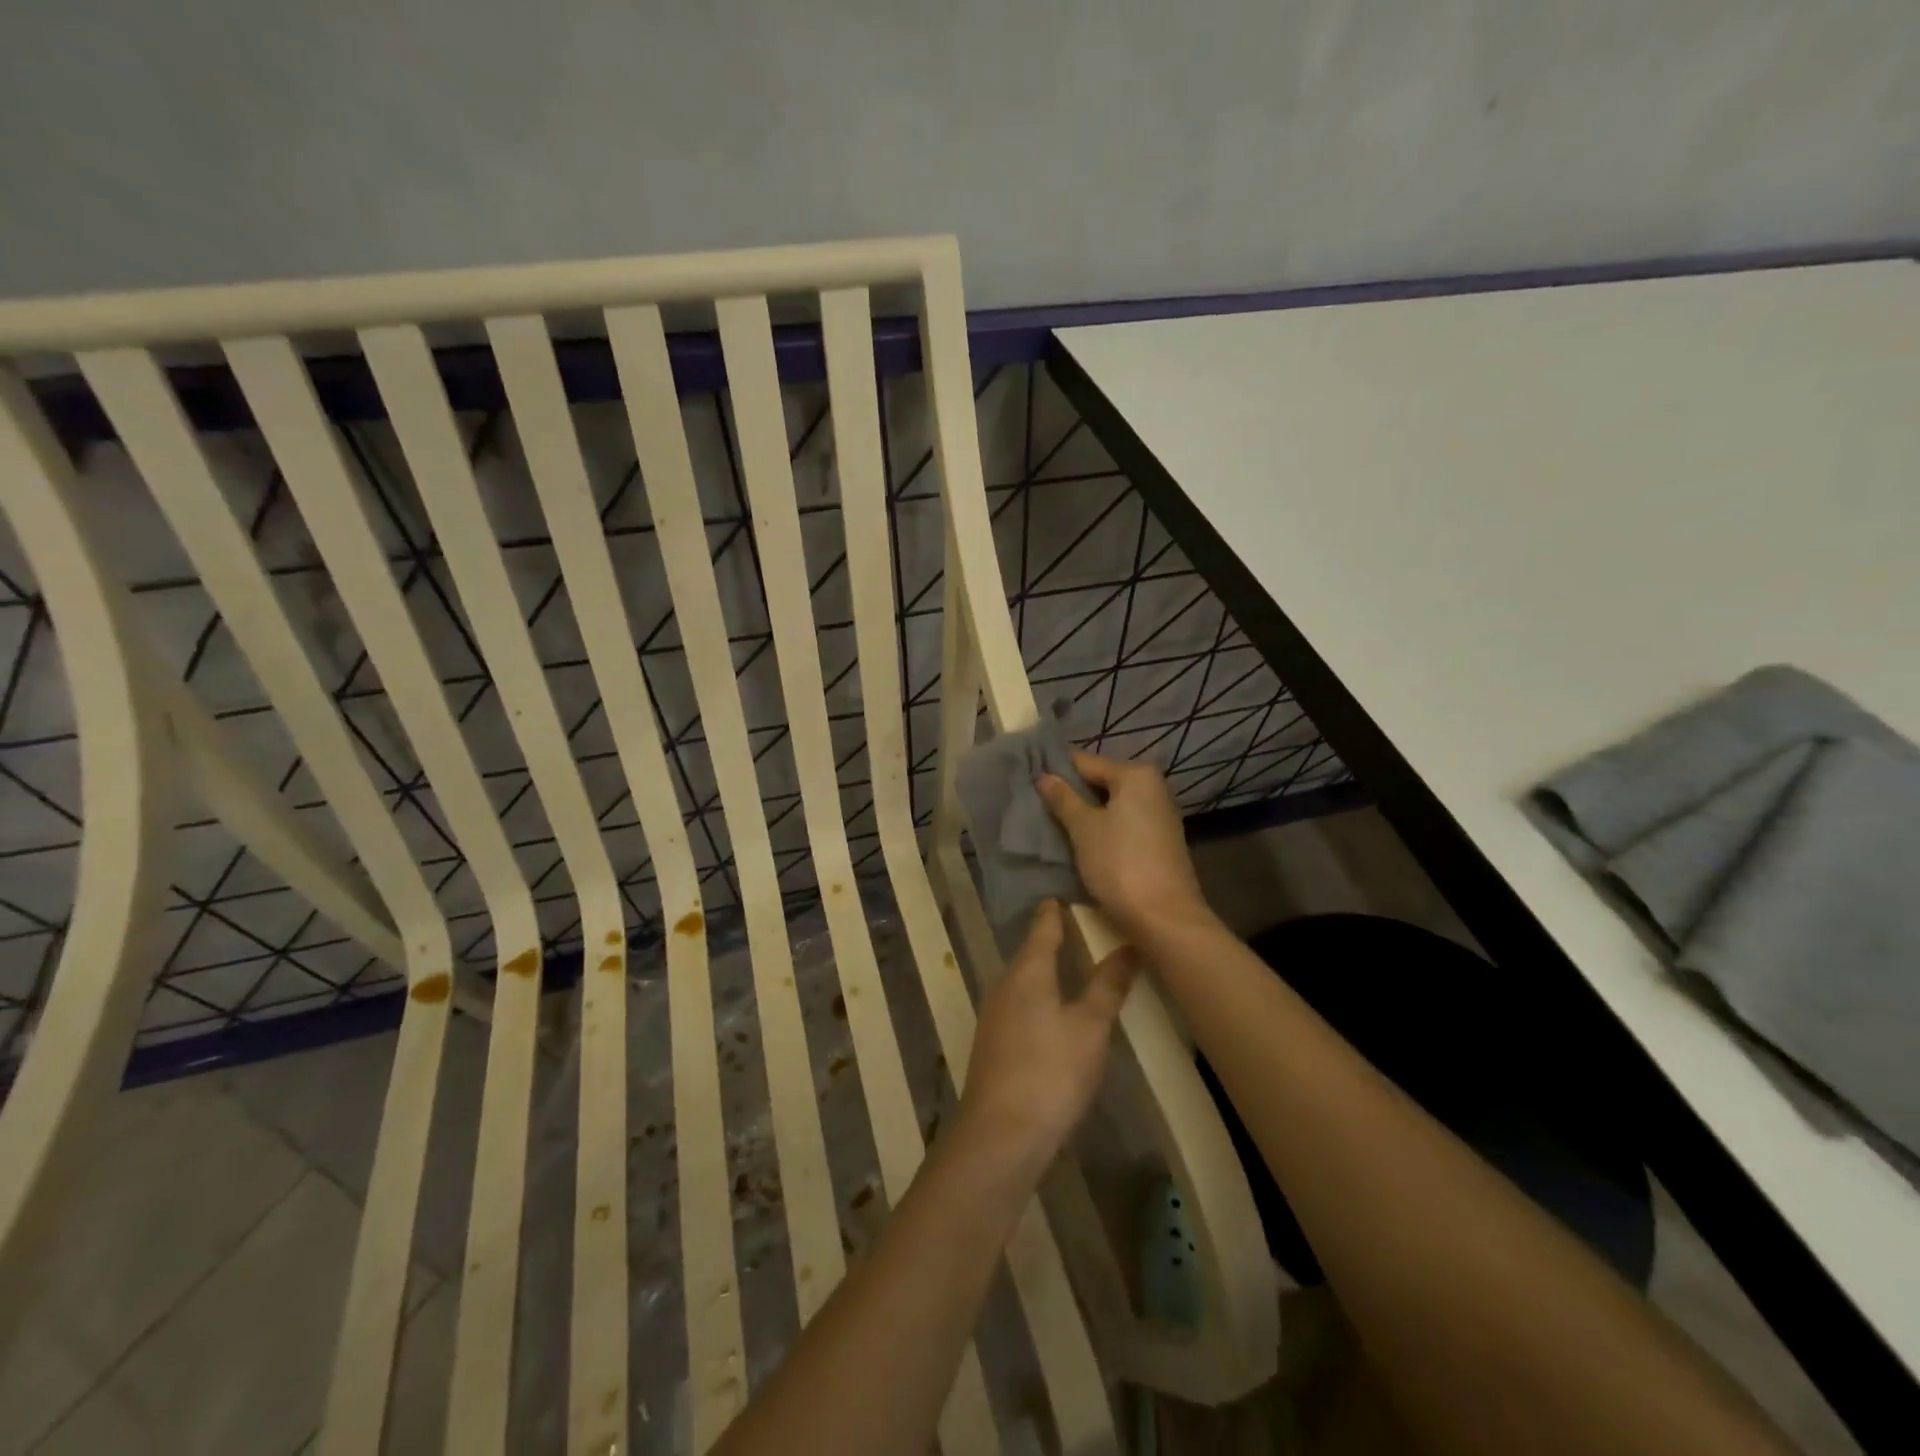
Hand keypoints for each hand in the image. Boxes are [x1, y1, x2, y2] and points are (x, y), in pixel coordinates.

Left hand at [957, 901, 1134, 1172]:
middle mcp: (1005, 985)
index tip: (1068, 896)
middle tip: (1084, 930)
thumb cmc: (1050, 1072)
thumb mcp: (1090, 1027)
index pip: (1042, 926)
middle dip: (1053, 940)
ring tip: (1075, 967)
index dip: (1055, 911)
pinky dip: (1039, 998)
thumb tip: (1128, 944)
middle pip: (1031, 952)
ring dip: (1046, 971)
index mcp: (1027, 971)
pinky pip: (1020, 1005)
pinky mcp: (994, 1044)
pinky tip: (1055, 1014)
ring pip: (1024, 980)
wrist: (1001, 1135)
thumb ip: (1108, 985)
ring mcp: (995, 1015)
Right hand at [1037, 750, 1213, 937]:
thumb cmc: (1120, 864)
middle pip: (1100, 782)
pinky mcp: (1158, 842)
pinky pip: (1121, 824)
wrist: (1164, 918)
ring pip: (1110, 806)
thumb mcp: (1084, 829)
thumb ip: (1063, 798)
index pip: (1086, 762)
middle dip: (1070, 793)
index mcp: (1136, 775)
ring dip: (1084, 814)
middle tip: (1035, 804)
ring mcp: (1158, 816)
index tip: (1027, 779)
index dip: (1055, 770)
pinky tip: (1078, 842)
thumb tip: (1044, 776)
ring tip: (1050, 823)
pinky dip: (1101, 829)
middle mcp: (1153, 788)